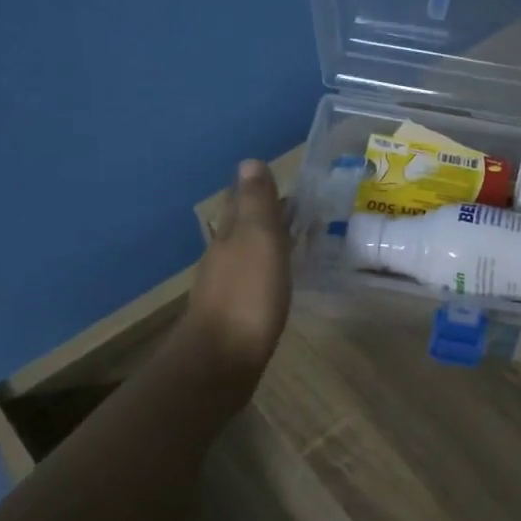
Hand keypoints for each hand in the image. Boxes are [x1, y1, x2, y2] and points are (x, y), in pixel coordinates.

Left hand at [184, 159, 291, 384]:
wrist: (222, 360)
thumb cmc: (247, 294)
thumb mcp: (259, 240)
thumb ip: (257, 203)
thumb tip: (249, 161)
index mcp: (230, 234)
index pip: (242, 201)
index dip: (261, 191)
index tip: (289, 187)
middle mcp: (223, 255)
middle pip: (243, 227)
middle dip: (265, 216)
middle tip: (298, 213)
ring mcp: (225, 286)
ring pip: (246, 254)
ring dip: (266, 244)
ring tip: (294, 243)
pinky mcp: (234, 314)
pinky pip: (252, 281)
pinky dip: (266, 272)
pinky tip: (279, 281)